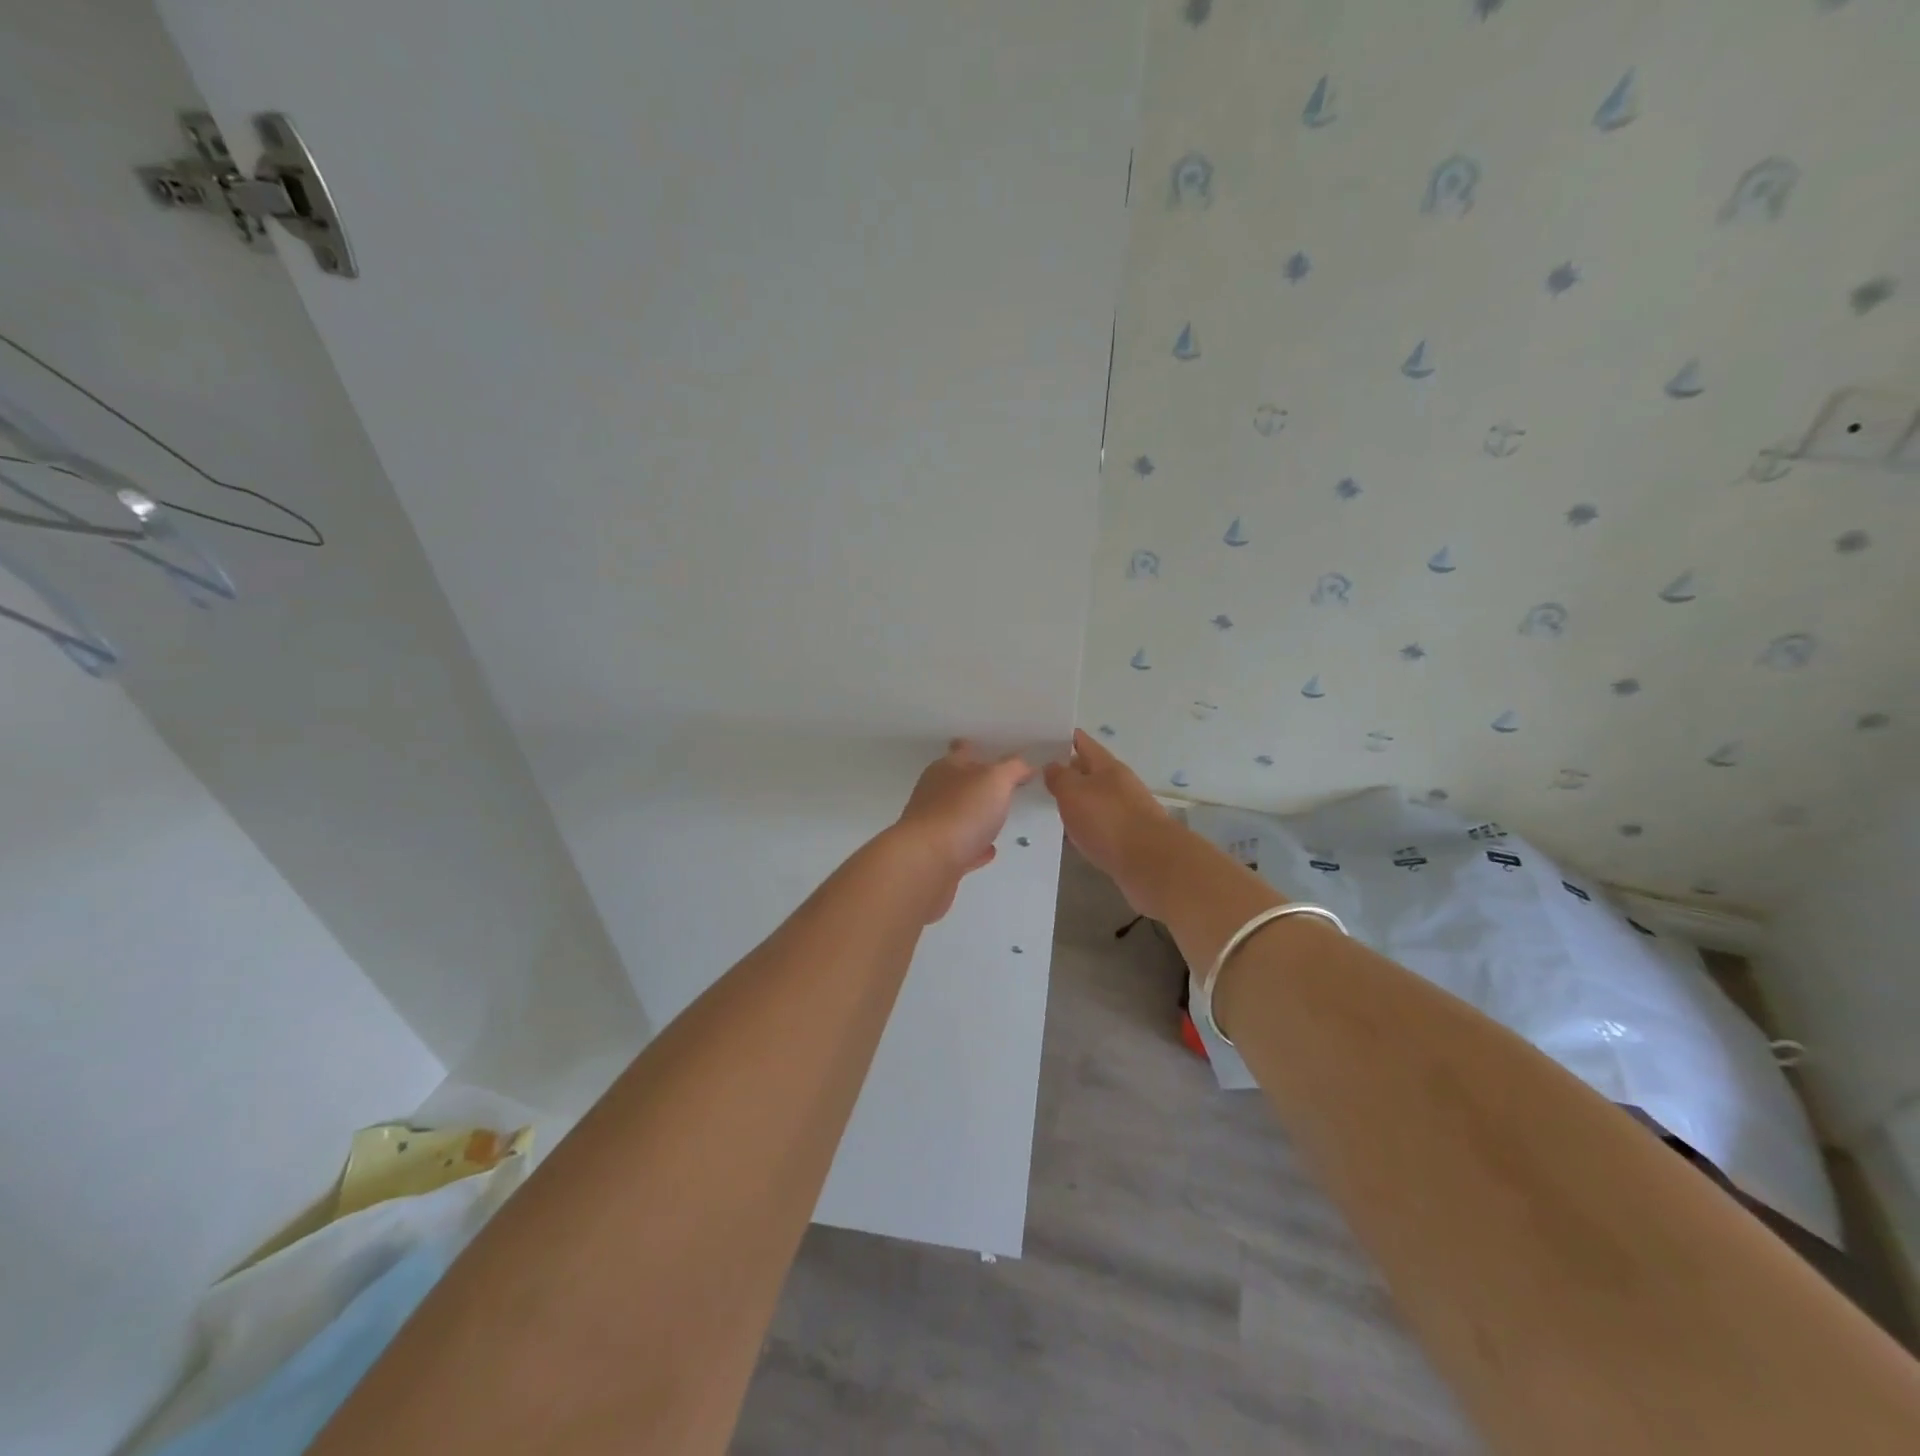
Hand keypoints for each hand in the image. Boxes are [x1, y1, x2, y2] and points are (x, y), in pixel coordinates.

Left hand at [894, 740, 1034, 919]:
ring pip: (958, 816)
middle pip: (958, 784)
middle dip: (978, 784)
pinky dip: (974, 847)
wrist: (927, 863)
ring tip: (999, 819)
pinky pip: (961, 847)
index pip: (962, 751)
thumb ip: (1013, 768)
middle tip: (1003, 786)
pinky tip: (988, 850)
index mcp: (946, 769)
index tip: (992, 749)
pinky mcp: (936, 857)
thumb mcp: (995, 780)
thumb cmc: (961, 812)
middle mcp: (935, 794)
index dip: (976, 748)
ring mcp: (933, 827)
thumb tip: (1025, 765)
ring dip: (976, 817)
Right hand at [1044, 729, 1175, 915]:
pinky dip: (1083, 826)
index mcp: (1107, 766)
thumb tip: (1052, 765)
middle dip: (1064, 772)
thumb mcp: (1073, 792)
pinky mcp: (1126, 838)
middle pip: (1087, 772)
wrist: (1150, 864)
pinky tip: (1068, 836)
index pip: (1081, 742)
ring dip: (1073, 802)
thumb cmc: (1108, 821)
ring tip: (1045, 806)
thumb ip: (1059, 777)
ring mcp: (1125, 811)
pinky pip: (1098, 825)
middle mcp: (1118, 784)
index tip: (1037, 740)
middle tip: (1033, 776)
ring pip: (1092, 800)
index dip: (1061, 738)